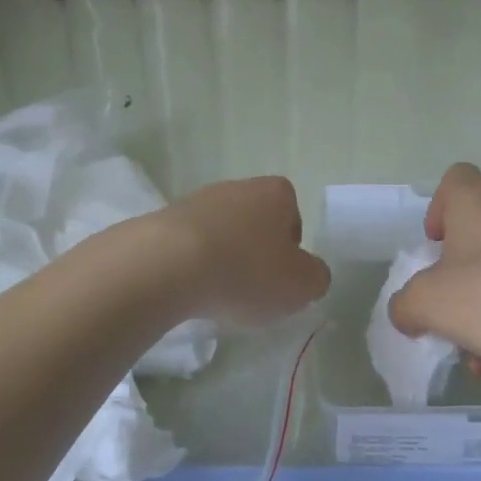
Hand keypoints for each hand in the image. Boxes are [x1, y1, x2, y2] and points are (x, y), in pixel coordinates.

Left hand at [156, 176, 330, 324]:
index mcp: (276, 193)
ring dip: (222, 259)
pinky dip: (192, 265)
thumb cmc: (246, 270)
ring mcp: (197, 200)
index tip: (281, 275)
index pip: (292, 214)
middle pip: (255, 222)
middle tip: (252, 288)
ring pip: (221, 233)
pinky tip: (189, 289)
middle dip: (254, 253)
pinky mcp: (164, 220)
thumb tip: (310, 273)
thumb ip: (316, 277)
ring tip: (217, 293)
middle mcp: (237, 187)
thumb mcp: (301, 284)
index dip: (290, 247)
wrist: (168, 264)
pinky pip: (189, 245)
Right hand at [388, 163, 480, 370]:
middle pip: (480, 227)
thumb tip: (408, 311)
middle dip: (462, 268)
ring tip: (479, 351)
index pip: (454, 180)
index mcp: (476, 199)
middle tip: (453, 302)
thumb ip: (405, 304)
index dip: (439, 209)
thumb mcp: (426, 304)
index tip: (436, 246)